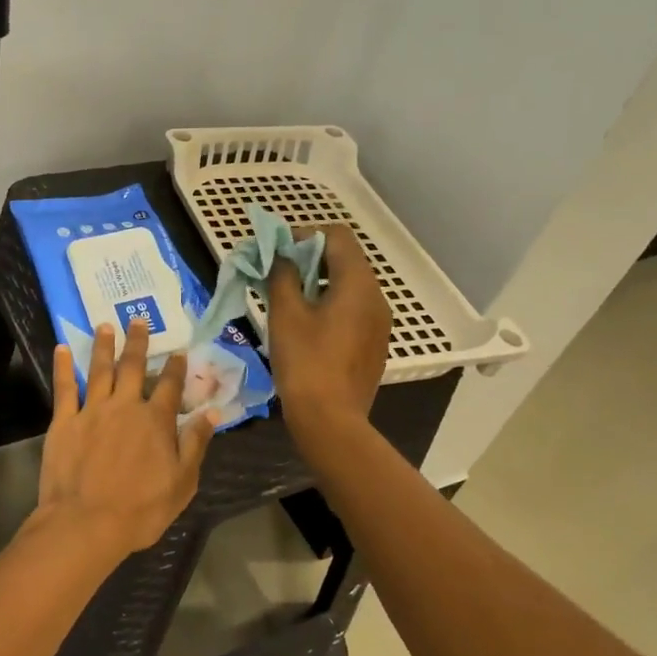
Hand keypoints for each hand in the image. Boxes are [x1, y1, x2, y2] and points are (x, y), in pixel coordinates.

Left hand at [33, 319, 215, 558]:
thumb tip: (213, 412)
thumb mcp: (182, 482)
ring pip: (100, 369)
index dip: (175, 367)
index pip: (169, 386)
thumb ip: (196, 443)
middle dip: (138, 342)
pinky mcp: (64, 421)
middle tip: (138, 319)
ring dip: (104, 345)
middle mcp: (125, 406)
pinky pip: (64, 387)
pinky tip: (63, 348)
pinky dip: (64, 366)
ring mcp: (92, 410)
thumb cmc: (140, 509)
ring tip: (105, 325)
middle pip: (133, 367)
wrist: (87, 522)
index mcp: (155, 421)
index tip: (178, 351)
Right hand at [265, 224, 390, 447]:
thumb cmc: (305, 362)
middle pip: (346, 259)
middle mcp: (376, 298)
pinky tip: (307, 324)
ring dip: (320, 281)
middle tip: (278, 272)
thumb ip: (282, 275)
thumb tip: (280, 256)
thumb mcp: (285, 314)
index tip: (278, 250)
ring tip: (288, 297)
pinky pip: (354, 309)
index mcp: (358, 284)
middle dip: (310, 258)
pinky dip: (331, 303)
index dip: (306, 235)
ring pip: (350, 285)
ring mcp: (379, 323)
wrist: (330, 420)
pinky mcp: (374, 344)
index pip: (337, 236)